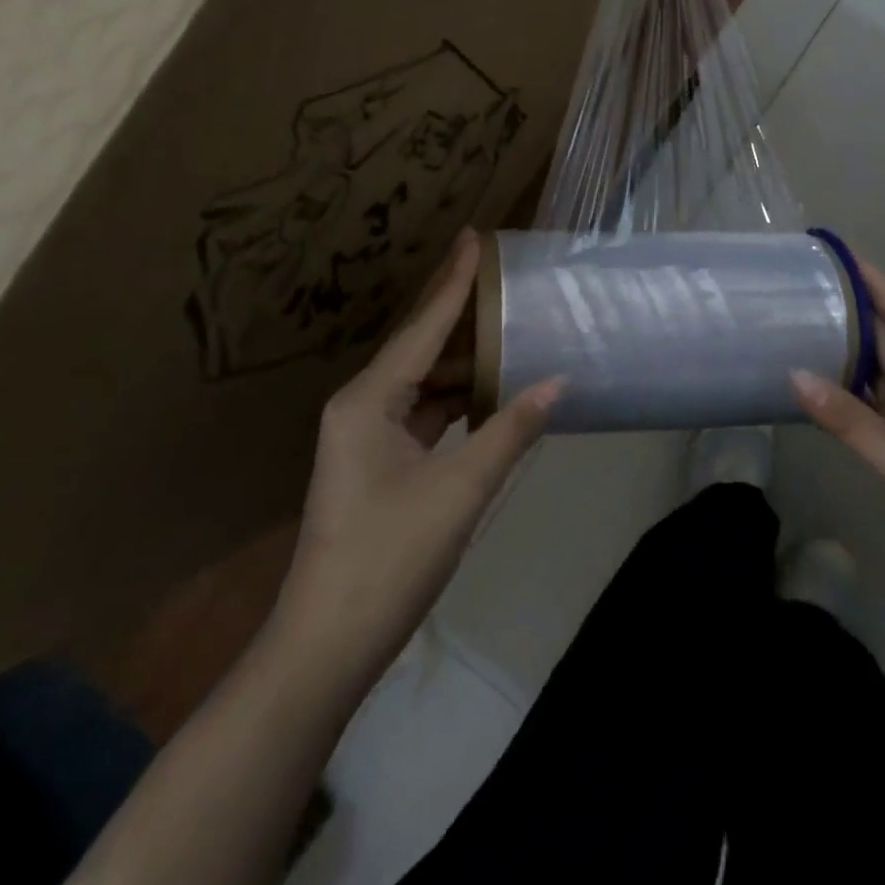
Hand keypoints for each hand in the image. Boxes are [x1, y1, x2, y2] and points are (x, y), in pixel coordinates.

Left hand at [275, 231, 560, 679]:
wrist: (327, 645)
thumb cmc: (390, 558)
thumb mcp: (460, 490)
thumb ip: (509, 430)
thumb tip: (557, 381)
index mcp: (369, 400)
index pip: (423, 327)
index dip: (454, 282)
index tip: (475, 239)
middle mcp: (362, 406)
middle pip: (422, 348)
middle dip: (463, 317)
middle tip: (505, 282)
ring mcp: (367, 437)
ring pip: (425, 383)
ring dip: (466, 364)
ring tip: (511, 331)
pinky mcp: (378, 464)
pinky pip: (425, 414)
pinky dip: (458, 401)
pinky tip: (492, 393)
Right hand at [791, 259, 884, 632]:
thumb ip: (851, 420)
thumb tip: (794, 375)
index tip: (852, 262)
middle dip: (862, 318)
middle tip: (818, 285)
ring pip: (877, 381)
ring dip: (847, 356)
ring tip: (807, 320)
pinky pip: (864, 413)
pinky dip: (840, 397)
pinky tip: (812, 377)